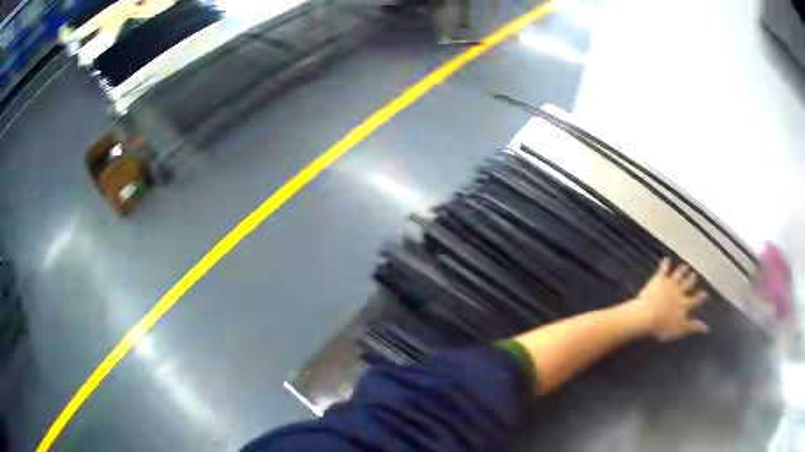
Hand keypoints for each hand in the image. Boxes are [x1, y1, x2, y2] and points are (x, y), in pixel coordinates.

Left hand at [628, 258, 708, 340]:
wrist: (647, 316)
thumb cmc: (662, 326)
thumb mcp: (679, 330)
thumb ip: (692, 327)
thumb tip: (706, 328)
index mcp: (684, 304)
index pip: (695, 300)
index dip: (700, 297)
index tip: (705, 293)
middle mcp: (679, 292)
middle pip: (687, 284)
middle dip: (691, 279)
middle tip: (695, 275)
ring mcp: (669, 284)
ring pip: (678, 275)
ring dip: (682, 270)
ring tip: (685, 266)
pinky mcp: (658, 280)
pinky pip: (663, 270)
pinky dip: (665, 264)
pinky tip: (666, 259)